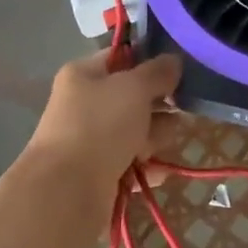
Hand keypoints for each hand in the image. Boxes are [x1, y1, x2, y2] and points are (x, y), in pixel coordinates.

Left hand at [22, 50, 181, 198]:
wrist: (67, 191)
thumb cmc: (100, 126)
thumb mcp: (134, 88)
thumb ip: (157, 72)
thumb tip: (174, 60)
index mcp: (83, 74)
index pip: (122, 57)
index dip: (151, 61)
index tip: (180, 70)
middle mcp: (84, 103)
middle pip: (133, 97)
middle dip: (158, 106)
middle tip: (178, 111)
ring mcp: (90, 140)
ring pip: (135, 131)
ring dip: (153, 138)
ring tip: (157, 147)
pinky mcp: (98, 172)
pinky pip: (131, 163)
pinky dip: (145, 167)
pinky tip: (156, 173)